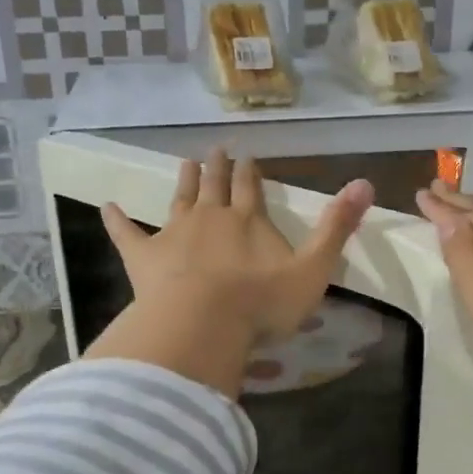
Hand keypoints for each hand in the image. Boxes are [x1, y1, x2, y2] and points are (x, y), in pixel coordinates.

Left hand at [87, 148, 374, 396]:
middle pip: (215, 186)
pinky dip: (116, 219)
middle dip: (218, 168)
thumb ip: (336, 228)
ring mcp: (174, 233)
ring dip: (184, 181)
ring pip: (180, 199)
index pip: (252, 188)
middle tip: (216, 150)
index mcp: (249, 221)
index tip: (248, 155)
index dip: (252, 172)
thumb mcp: (312, 269)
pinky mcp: (144, 256)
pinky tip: (106, 206)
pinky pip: (127, 233)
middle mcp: (211, 217)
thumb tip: (366, 182)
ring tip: (186, 163)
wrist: (203, 323)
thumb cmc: (261, 303)